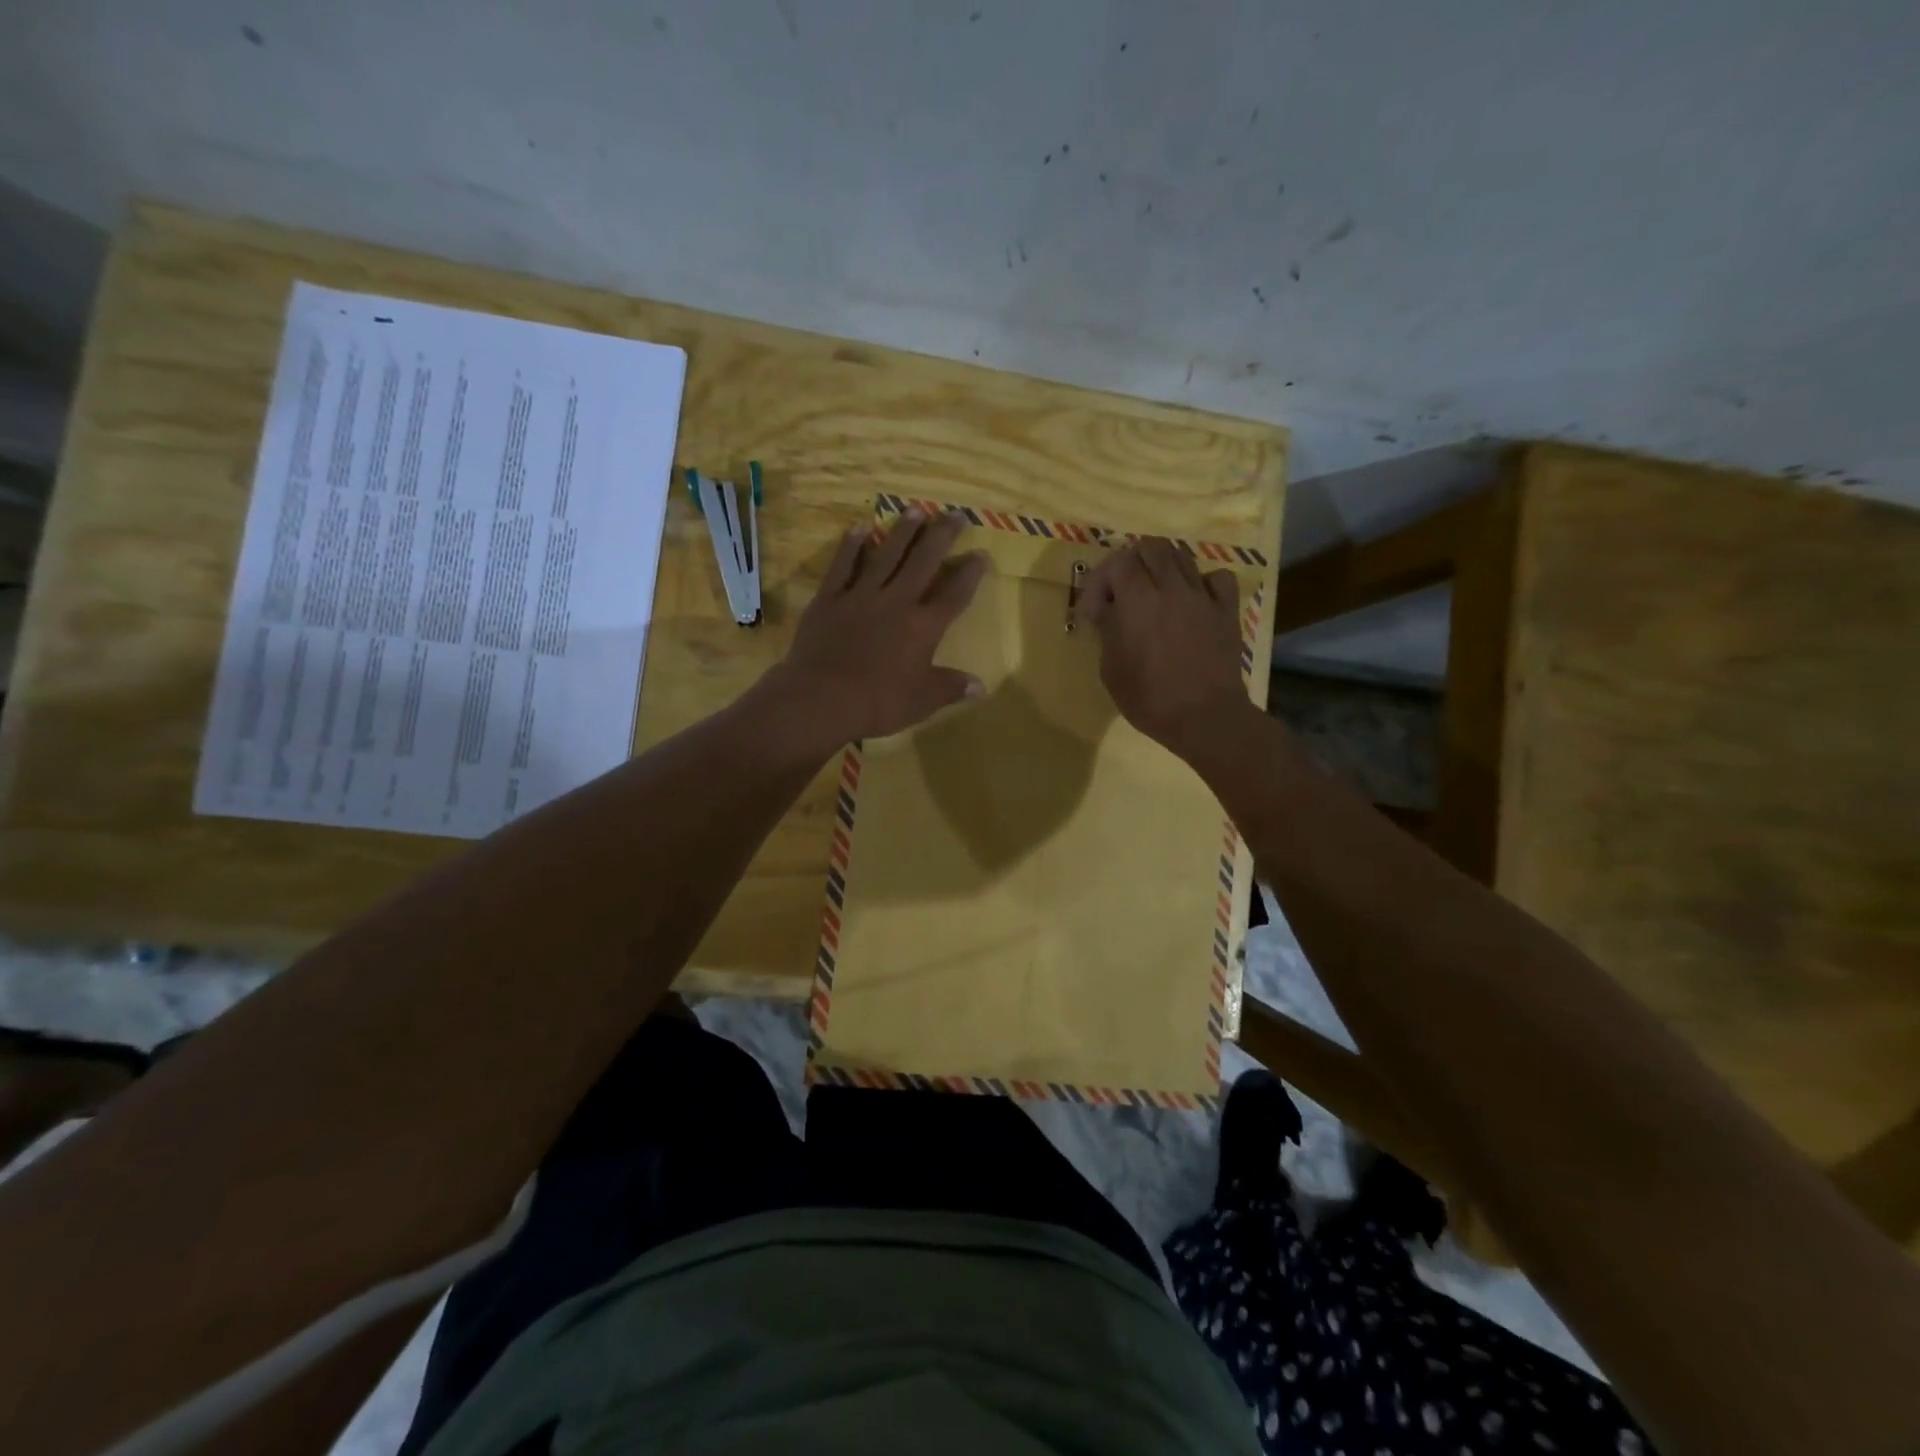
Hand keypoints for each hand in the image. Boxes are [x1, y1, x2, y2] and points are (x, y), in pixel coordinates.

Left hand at [765, 508, 987, 751]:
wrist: (820, 698)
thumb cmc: (877, 703)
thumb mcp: (921, 702)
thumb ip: (950, 688)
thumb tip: (981, 686)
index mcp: (923, 628)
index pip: (953, 595)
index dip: (969, 574)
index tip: (981, 554)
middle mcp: (896, 602)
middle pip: (923, 563)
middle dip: (941, 537)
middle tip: (954, 514)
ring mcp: (860, 596)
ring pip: (886, 556)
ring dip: (902, 532)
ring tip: (915, 508)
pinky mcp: (829, 599)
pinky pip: (842, 566)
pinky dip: (851, 546)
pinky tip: (860, 527)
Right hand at [1075, 536, 1248, 758]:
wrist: (1205, 717)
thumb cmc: (1149, 699)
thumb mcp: (1112, 669)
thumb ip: (1108, 630)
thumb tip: (1108, 610)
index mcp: (1137, 600)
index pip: (1117, 562)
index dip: (1100, 581)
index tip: (1094, 612)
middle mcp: (1171, 587)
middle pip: (1151, 547)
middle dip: (1131, 563)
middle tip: (1124, 591)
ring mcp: (1203, 596)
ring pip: (1183, 556)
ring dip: (1163, 568)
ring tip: (1156, 593)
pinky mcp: (1227, 610)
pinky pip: (1218, 578)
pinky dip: (1203, 582)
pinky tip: (1194, 600)